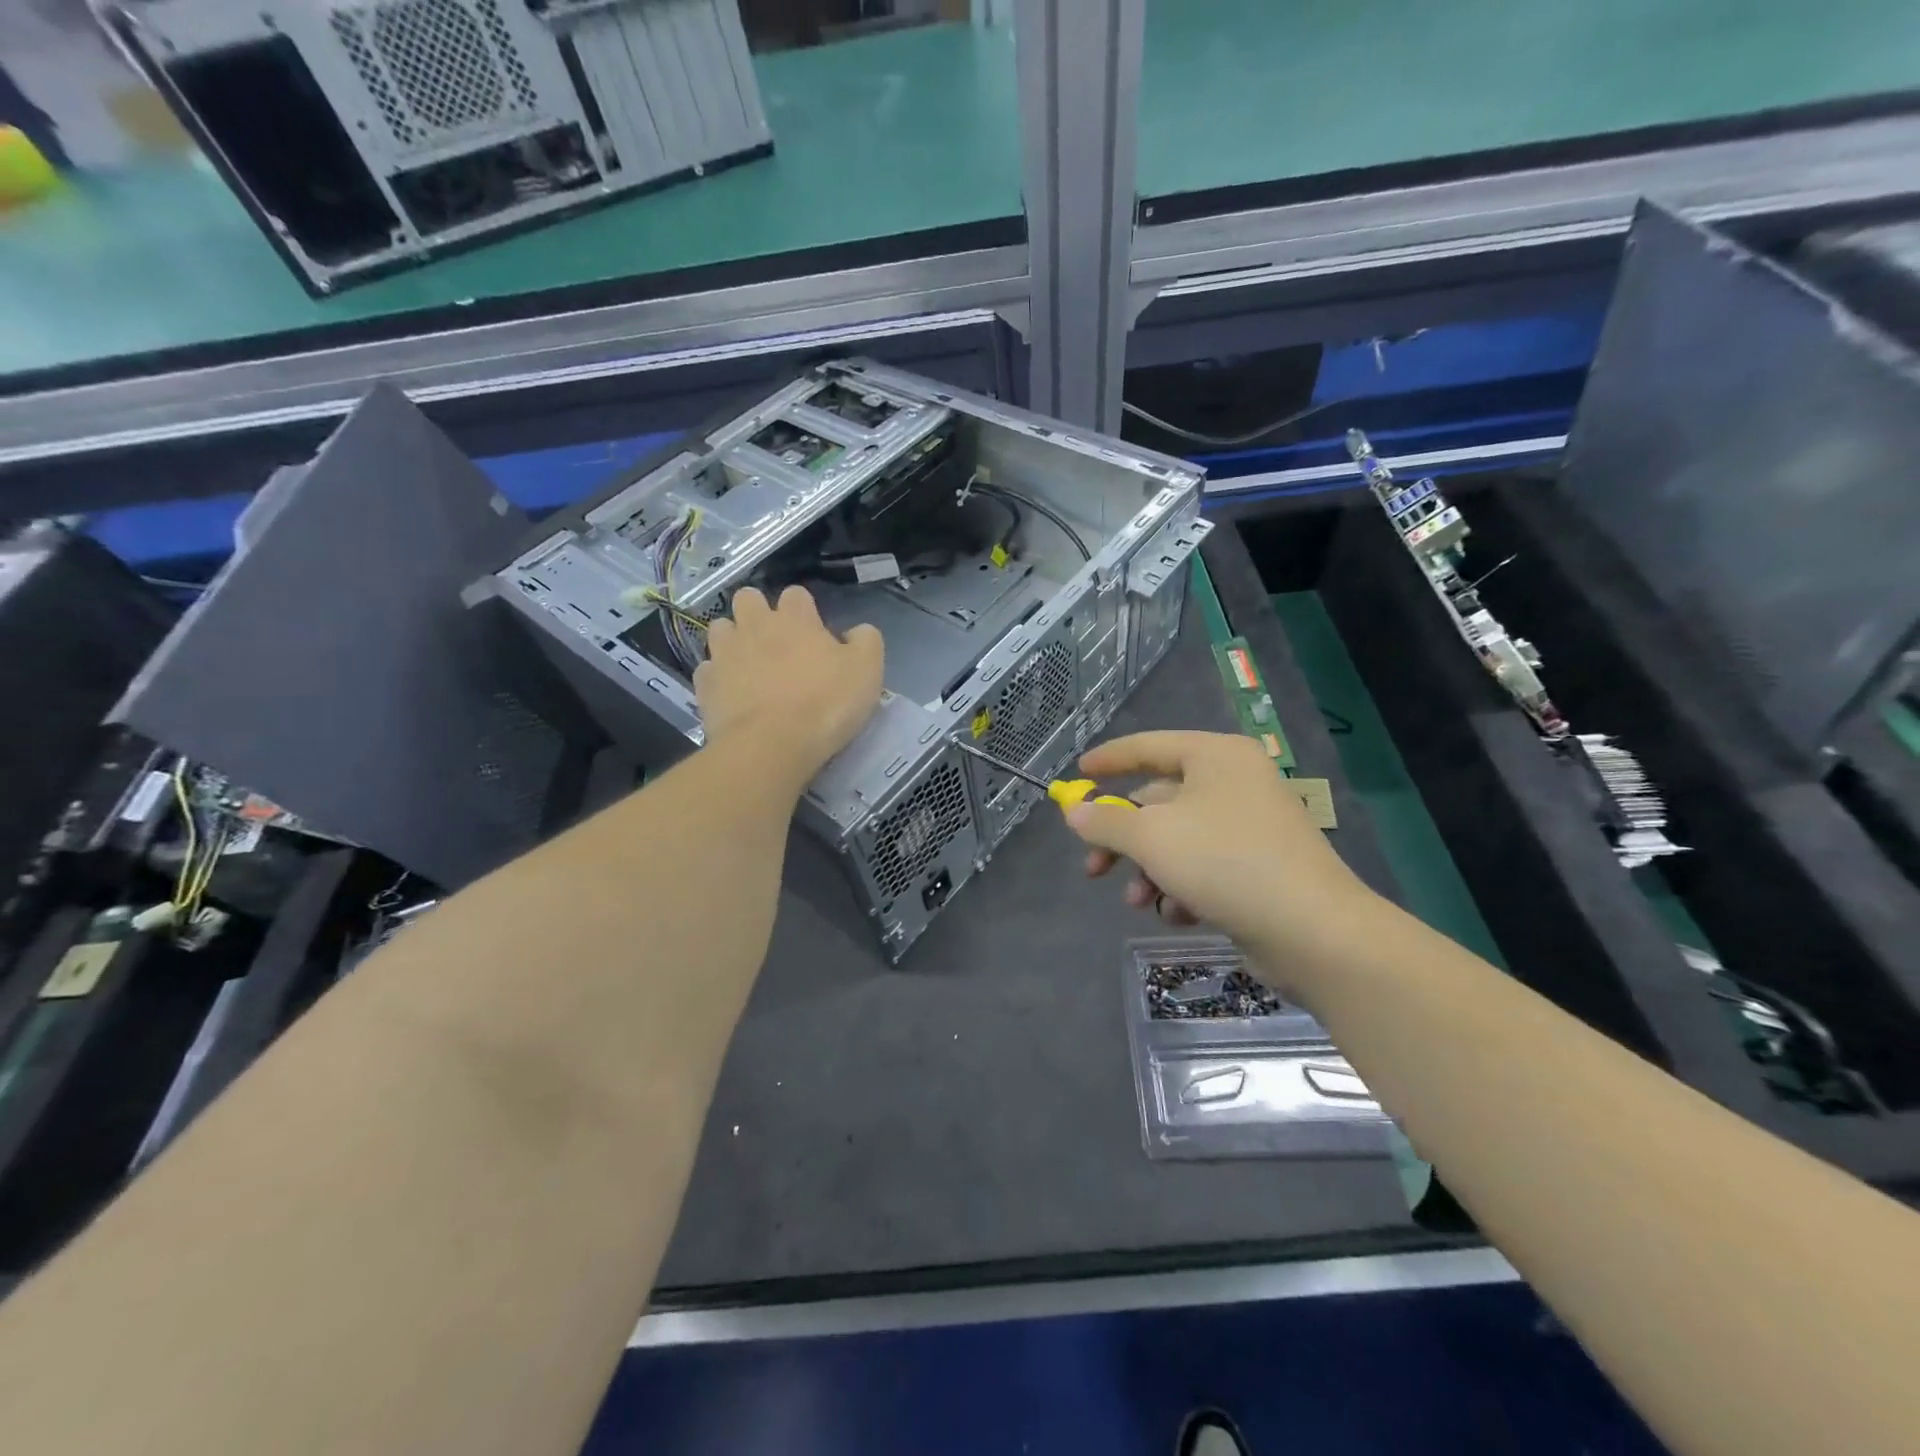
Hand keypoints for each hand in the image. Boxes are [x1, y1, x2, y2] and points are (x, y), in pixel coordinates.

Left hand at [694, 586, 883, 777]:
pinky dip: (718, 676)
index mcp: (794, 619)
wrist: (771, 745)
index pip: (796, 594)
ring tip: (748, 663)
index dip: (804, 610)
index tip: (814, 632)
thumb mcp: (867, 670)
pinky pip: (708, 669)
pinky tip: (732, 692)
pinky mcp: (706, 685)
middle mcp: (754, 626)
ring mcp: (725, 654)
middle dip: (757, 611)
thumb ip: (866, 641)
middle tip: (775, 640)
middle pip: (747, 598)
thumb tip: (856, 633)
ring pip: (720, 628)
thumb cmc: (825, 704)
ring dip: (733, 639)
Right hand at [1065, 731, 1377, 964]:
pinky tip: (1178, 914)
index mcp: (1215, 756)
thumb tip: (1074, 811)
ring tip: (1138, 901)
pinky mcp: (1260, 866)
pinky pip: (1204, 865)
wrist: (1313, 930)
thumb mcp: (1151, 837)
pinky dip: (1182, 887)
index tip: (1077, 773)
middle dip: (1123, 839)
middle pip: (1158, 801)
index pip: (1149, 746)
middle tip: (1093, 868)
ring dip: (1149, 870)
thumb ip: (1105, 822)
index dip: (1109, 760)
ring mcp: (1251, 825)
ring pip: (1178, 839)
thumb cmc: (1224, 863)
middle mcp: (1235, 782)